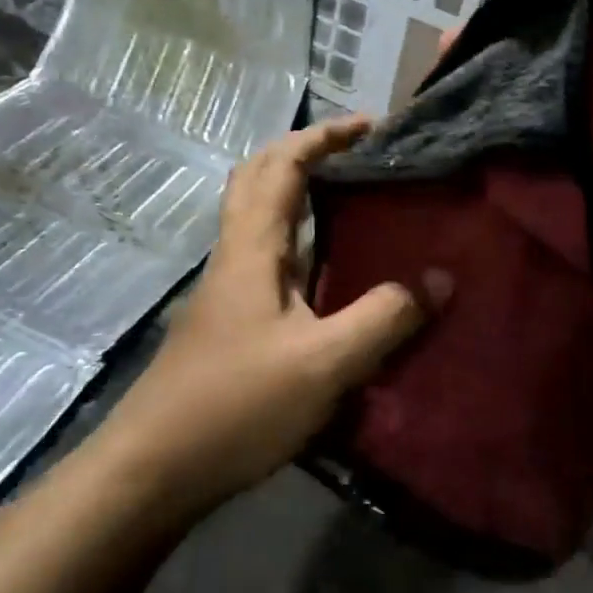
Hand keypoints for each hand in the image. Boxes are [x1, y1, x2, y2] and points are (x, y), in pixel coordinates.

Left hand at [95, 117, 450, 517]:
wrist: (154, 468)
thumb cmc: (236, 404)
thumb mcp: (324, 363)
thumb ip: (384, 319)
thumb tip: (439, 278)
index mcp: (251, 246)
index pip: (283, 164)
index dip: (324, 136)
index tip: (369, 124)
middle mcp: (234, 253)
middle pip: (258, 177)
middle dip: (303, 152)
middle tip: (354, 154)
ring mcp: (226, 286)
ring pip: (257, 215)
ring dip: (295, 191)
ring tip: (349, 199)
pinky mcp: (228, 318)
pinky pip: (264, 254)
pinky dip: (295, 237)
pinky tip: (328, 269)